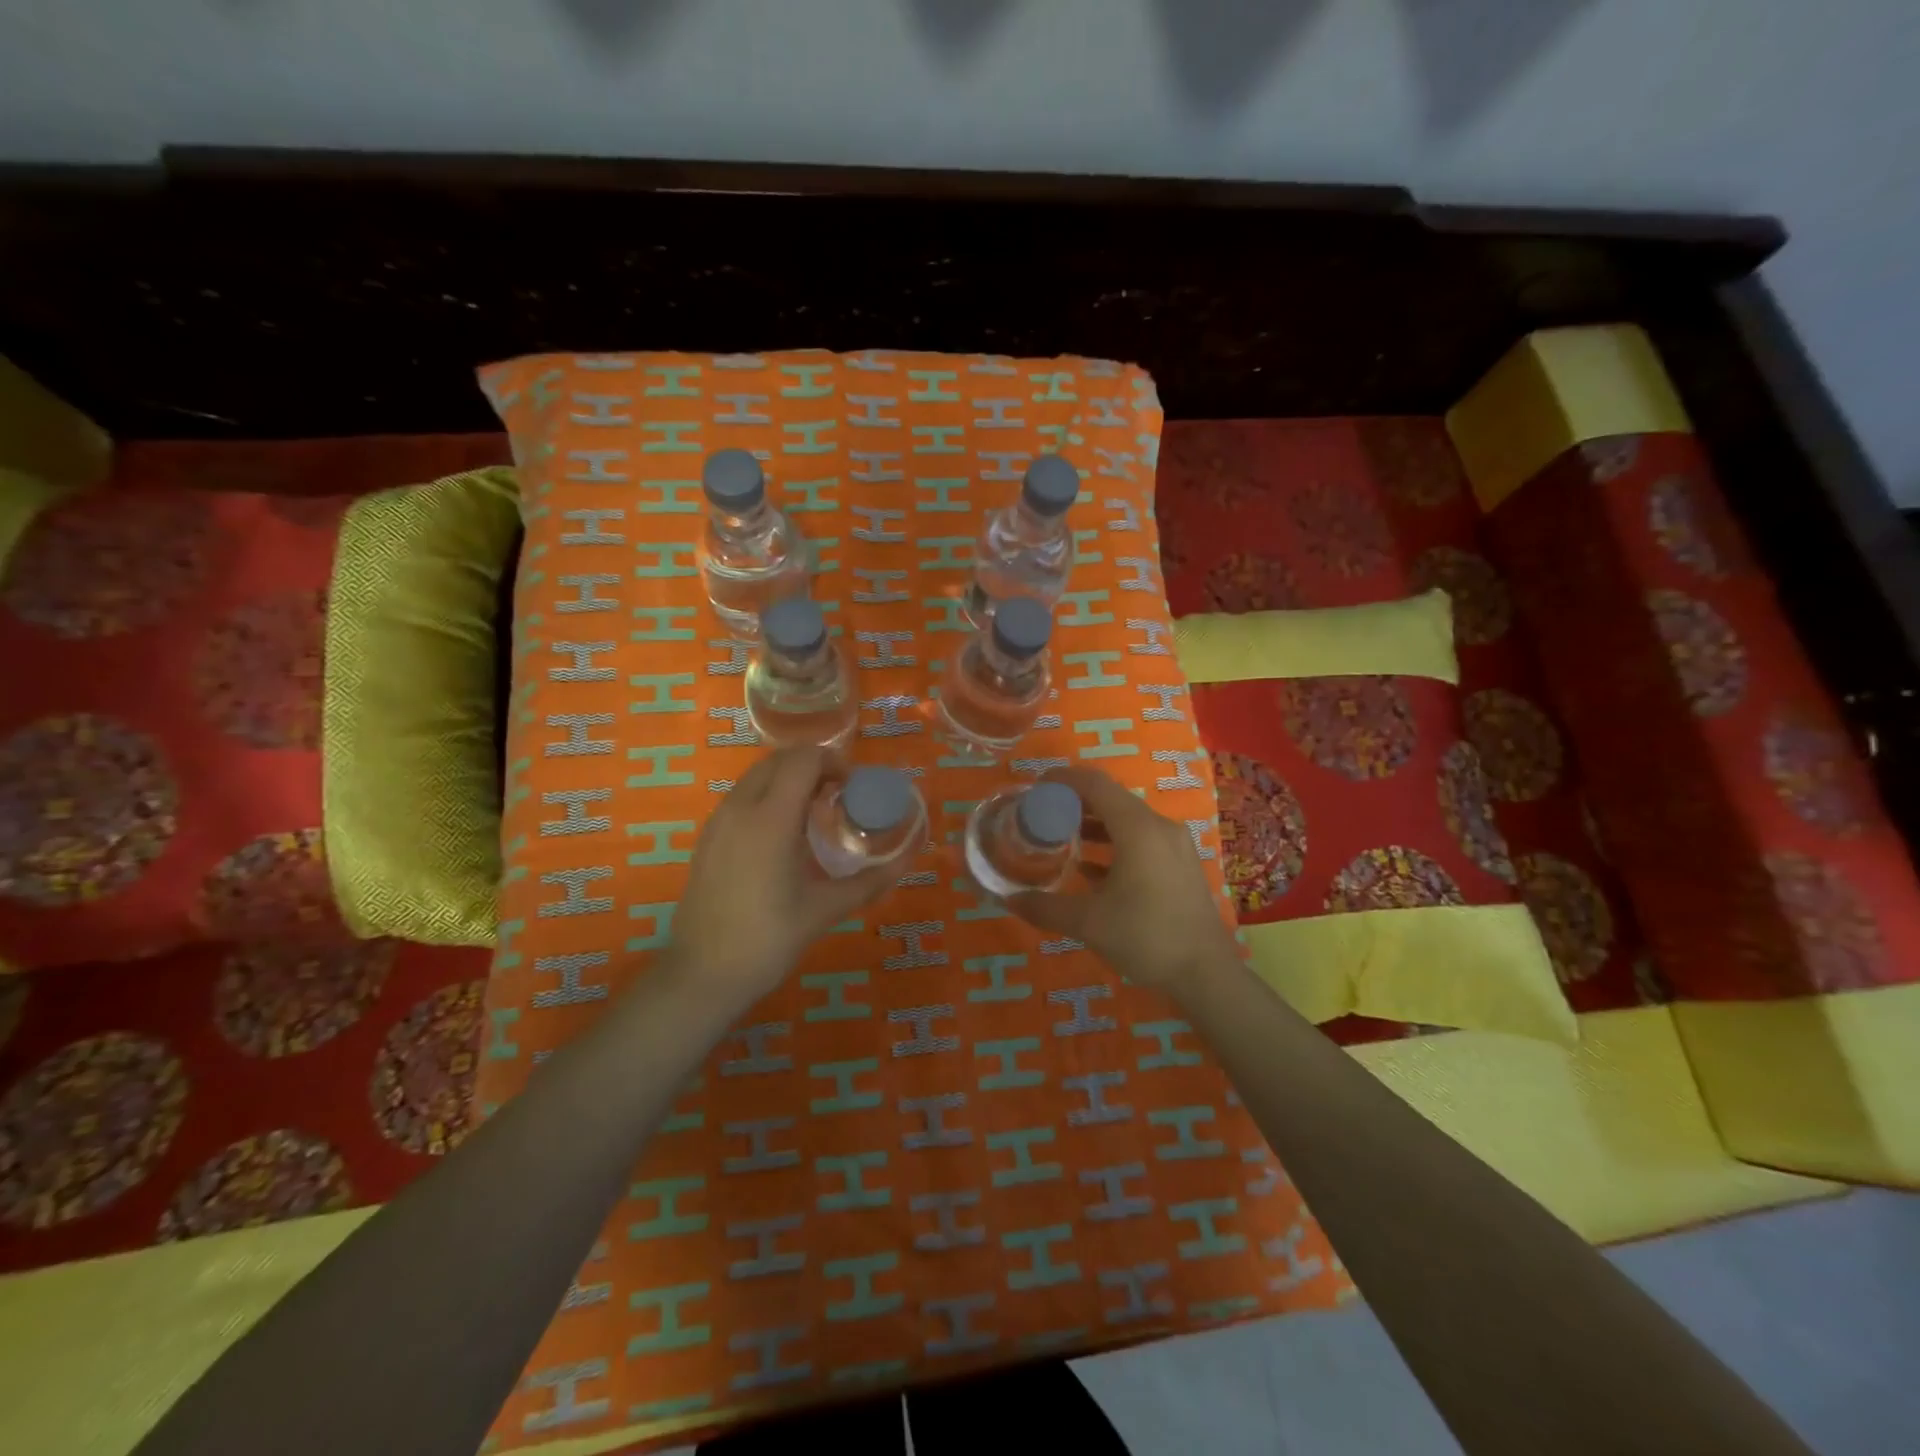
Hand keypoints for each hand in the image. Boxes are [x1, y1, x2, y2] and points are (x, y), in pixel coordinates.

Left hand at [668, 747, 901, 1000]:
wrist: (702, 975)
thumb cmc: (768, 940)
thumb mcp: (825, 910)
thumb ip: (869, 882)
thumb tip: (906, 863)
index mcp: (771, 819)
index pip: (803, 759)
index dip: (833, 762)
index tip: (852, 787)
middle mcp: (741, 808)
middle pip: (778, 760)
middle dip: (812, 766)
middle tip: (838, 795)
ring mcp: (718, 821)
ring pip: (756, 776)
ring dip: (788, 780)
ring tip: (813, 814)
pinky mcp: (707, 838)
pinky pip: (741, 797)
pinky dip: (767, 797)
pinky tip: (783, 836)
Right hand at [1007, 766, 1236, 994]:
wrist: (1207, 974)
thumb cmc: (1147, 937)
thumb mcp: (1088, 923)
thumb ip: (1045, 907)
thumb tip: (1008, 900)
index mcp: (1138, 829)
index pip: (1096, 785)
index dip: (1064, 780)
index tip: (1037, 786)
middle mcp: (1159, 827)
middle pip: (1112, 799)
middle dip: (1075, 803)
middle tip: (1042, 814)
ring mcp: (1175, 846)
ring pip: (1127, 821)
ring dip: (1094, 825)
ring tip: (1061, 838)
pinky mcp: (1181, 866)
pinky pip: (1142, 840)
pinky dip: (1114, 844)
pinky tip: (1090, 869)